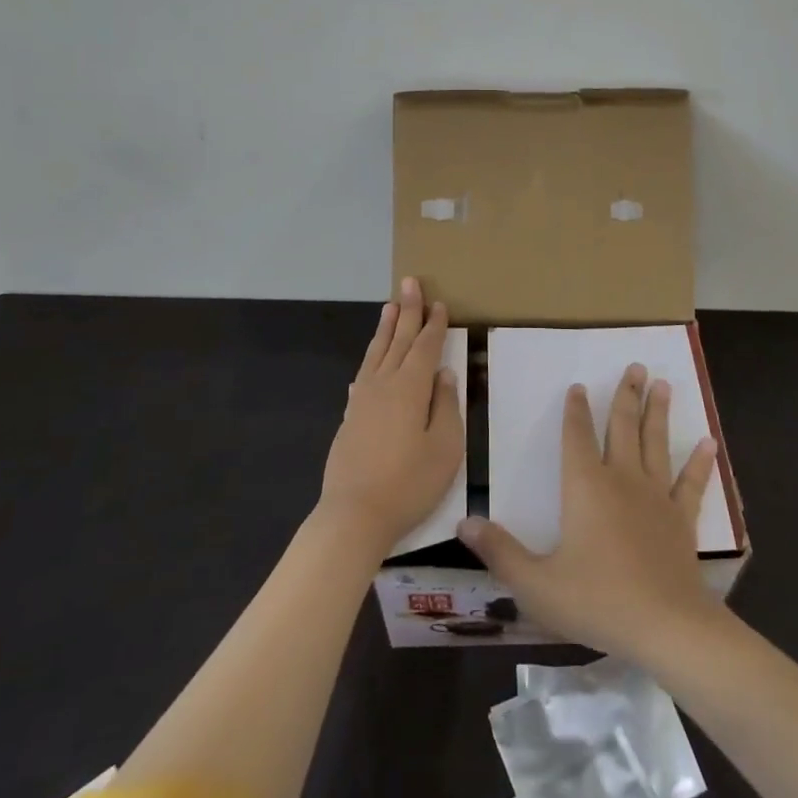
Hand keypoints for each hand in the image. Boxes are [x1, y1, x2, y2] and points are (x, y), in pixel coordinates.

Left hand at [319, 277, 463, 556]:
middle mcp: (384, 384)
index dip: (435, 324)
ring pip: (377, 353)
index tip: (440, 302)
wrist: (354, 515)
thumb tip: (444, 375)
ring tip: (390, 306)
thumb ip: (446, 407)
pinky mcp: (351, 417)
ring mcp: (363, 400)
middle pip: (399, 340)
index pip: (426, 347)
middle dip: (408, 310)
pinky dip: (370, 359)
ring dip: (386, 327)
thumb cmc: (409, 483)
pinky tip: (371, 360)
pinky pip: (363, 375)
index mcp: (410, 388)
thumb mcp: (445, 448)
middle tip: (410, 282)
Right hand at [457, 364, 722, 664]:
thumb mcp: (536, 584)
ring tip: (662, 383)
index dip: (575, 410)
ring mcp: (656, 497)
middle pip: (622, 427)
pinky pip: (691, 483)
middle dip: (626, 396)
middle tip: (636, 366)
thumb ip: (500, 552)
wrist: (666, 626)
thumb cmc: (597, 601)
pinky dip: (700, 462)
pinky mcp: (682, 519)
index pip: (576, 437)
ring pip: (655, 443)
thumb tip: (463, 522)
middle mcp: (621, 480)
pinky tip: (708, 442)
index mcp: (585, 487)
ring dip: (658, 412)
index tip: (579, 386)